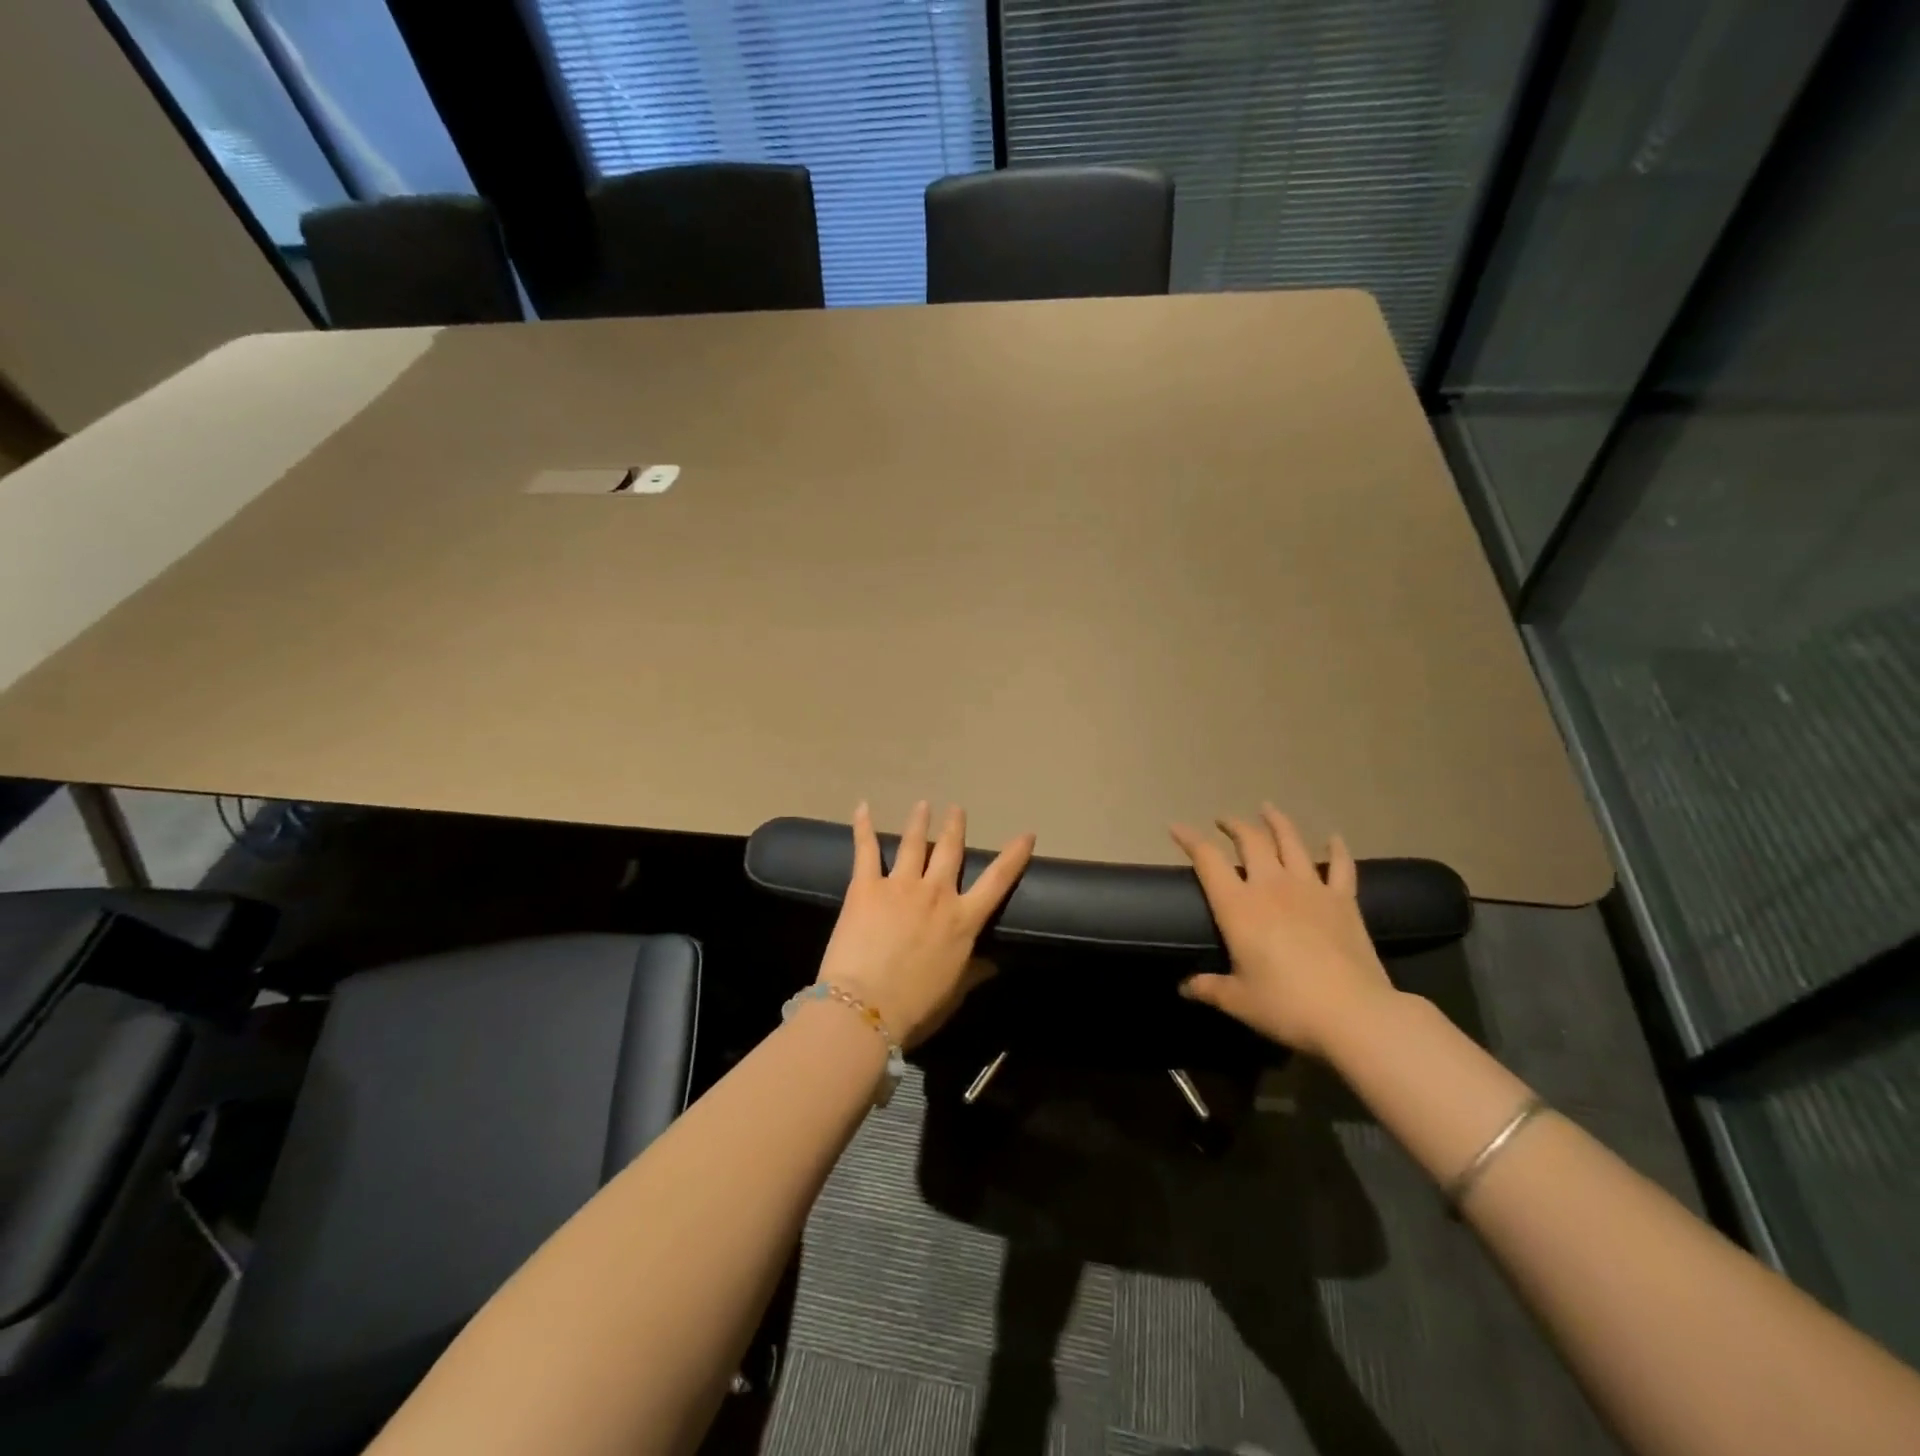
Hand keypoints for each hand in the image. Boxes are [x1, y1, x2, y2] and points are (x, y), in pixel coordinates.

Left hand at [816, 801, 1035, 1047]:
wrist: (866, 1007)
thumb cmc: (915, 1008)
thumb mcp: (954, 992)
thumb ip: (975, 973)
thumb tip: (994, 963)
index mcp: (963, 920)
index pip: (998, 881)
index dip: (1013, 856)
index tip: (1026, 834)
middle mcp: (937, 894)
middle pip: (950, 851)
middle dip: (955, 827)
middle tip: (956, 808)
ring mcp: (901, 885)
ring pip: (915, 843)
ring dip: (919, 821)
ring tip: (923, 804)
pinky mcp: (866, 886)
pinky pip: (866, 849)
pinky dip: (863, 826)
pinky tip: (863, 807)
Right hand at [1172, 804, 1394, 1057]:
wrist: (1354, 1014)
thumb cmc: (1286, 1005)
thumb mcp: (1239, 1001)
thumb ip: (1209, 988)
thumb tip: (1184, 987)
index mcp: (1238, 906)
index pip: (1208, 860)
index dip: (1189, 839)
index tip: (1176, 827)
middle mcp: (1271, 886)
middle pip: (1250, 840)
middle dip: (1233, 825)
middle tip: (1223, 821)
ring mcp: (1311, 889)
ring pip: (1291, 842)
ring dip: (1277, 822)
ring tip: (1267, 809)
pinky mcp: (1344, 901)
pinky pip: (1341, 866)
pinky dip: (1337, 849)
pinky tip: (1334, 837)